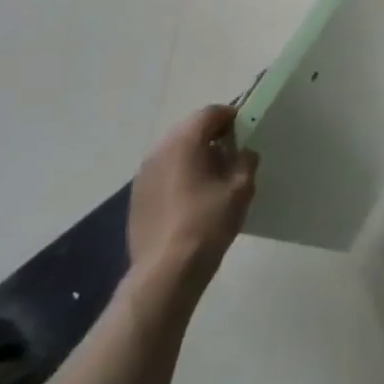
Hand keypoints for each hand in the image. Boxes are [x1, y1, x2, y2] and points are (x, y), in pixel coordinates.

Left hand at [125, 105, 257, 309]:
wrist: (166, 270)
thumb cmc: (207, 223)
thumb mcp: (240, 189)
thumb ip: (246, 162)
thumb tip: (244, 152)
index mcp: (184, 142)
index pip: (209, 113)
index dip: (231, 116)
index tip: (246, 130)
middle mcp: (159, 150)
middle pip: (189, 129)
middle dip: (212, 134)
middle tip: (233, 152)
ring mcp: (143, 174)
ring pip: (174, 150)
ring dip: (195, 154)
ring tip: (214, 176)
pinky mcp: (137, 195)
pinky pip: (163, 171)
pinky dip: (180, 172)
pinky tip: (193, 196)